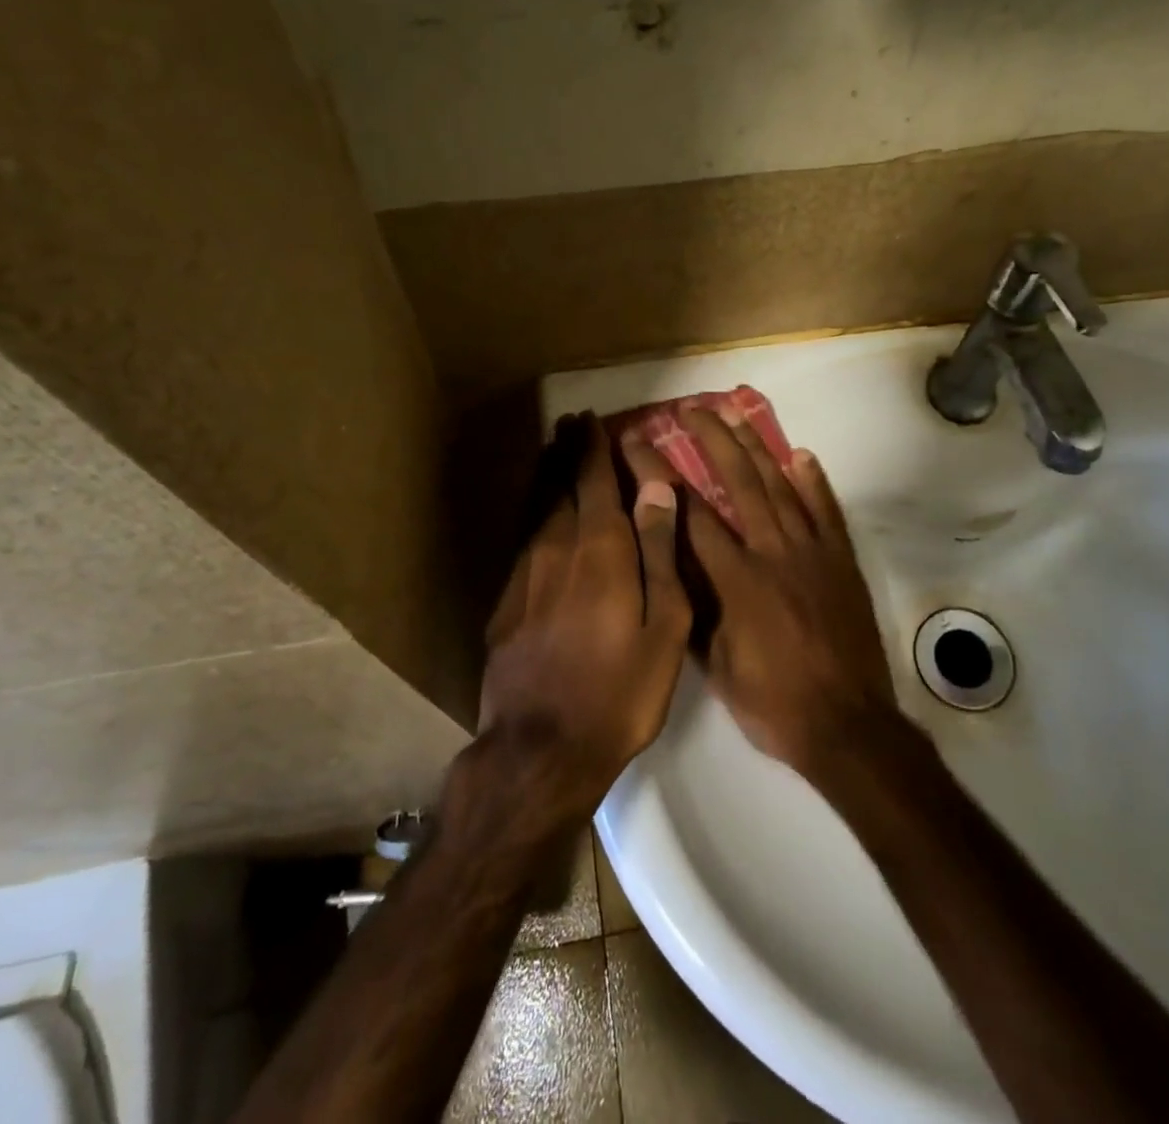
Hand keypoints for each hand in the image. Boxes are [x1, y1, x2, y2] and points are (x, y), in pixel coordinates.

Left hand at [479, 415, 690, 824]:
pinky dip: (532, 515)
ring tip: (550, 453)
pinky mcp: (505, 602)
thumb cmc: (621, 690)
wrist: (541, 748)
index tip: (591, 420)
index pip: (594, 481)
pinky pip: (522, 541)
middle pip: (559, 487)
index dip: (593, 448)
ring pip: (536, 510)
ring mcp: (524, 575)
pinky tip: (536, 517)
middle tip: (568, 424)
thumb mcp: (663, 625)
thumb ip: (660, 551)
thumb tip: (656, 487)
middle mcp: (556, 549)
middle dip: (566, 452)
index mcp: (600, 549)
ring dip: (545, 477)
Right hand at [623, 406, 894, 778]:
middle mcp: (772, 552)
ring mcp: (812, 552)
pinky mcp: (841, 561)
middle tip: (691, 408)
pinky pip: (827, 511)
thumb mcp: (715, 665)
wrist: (847, 725)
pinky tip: (801, 455)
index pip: (689, 514)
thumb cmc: (772, 702)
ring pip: (780, 487)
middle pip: (738, 482)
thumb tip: (670, 564)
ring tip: (736, 414)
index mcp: (735, 579)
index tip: (642, 444)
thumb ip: (693, 608)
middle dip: (712, 440)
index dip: (661, 475)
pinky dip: (814, 482)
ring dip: (757, 447)